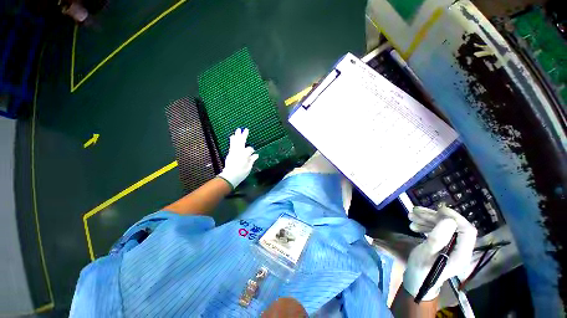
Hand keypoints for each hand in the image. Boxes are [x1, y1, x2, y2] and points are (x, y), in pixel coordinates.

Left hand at [218, 128, 258, 188]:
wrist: (230, 176)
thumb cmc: (241, 172)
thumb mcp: (249, 167)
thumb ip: (252, 160)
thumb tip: (256, 155)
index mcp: (244, 154)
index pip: (250, 149)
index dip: (252, 150)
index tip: (253, 154)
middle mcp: (238, 151)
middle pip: (241, 141)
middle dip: (243, 135)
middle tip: (245, 129)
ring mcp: (233, 152)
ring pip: (235, 142)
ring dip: (237, 135)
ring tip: (237, 130)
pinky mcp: (229, 154)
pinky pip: (231, 145)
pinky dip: (232, 140)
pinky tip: (232, 137)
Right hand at [403, 205, 476, 300]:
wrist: (416, 281)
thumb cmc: (421, 270)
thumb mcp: (426, 254)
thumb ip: (438, 239)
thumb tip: (449, 220)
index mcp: (461, 254)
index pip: (467, 231)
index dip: (455, 217)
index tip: (438, 210)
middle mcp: (460, 249)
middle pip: (453, 227)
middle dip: (434, 217)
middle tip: (415, 212)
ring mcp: (451, 247)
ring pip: (443, 227)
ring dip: (427, 219)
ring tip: (410, 216)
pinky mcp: (443, 245)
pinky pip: (437, 231)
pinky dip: (426, 225)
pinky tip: (413, 224)